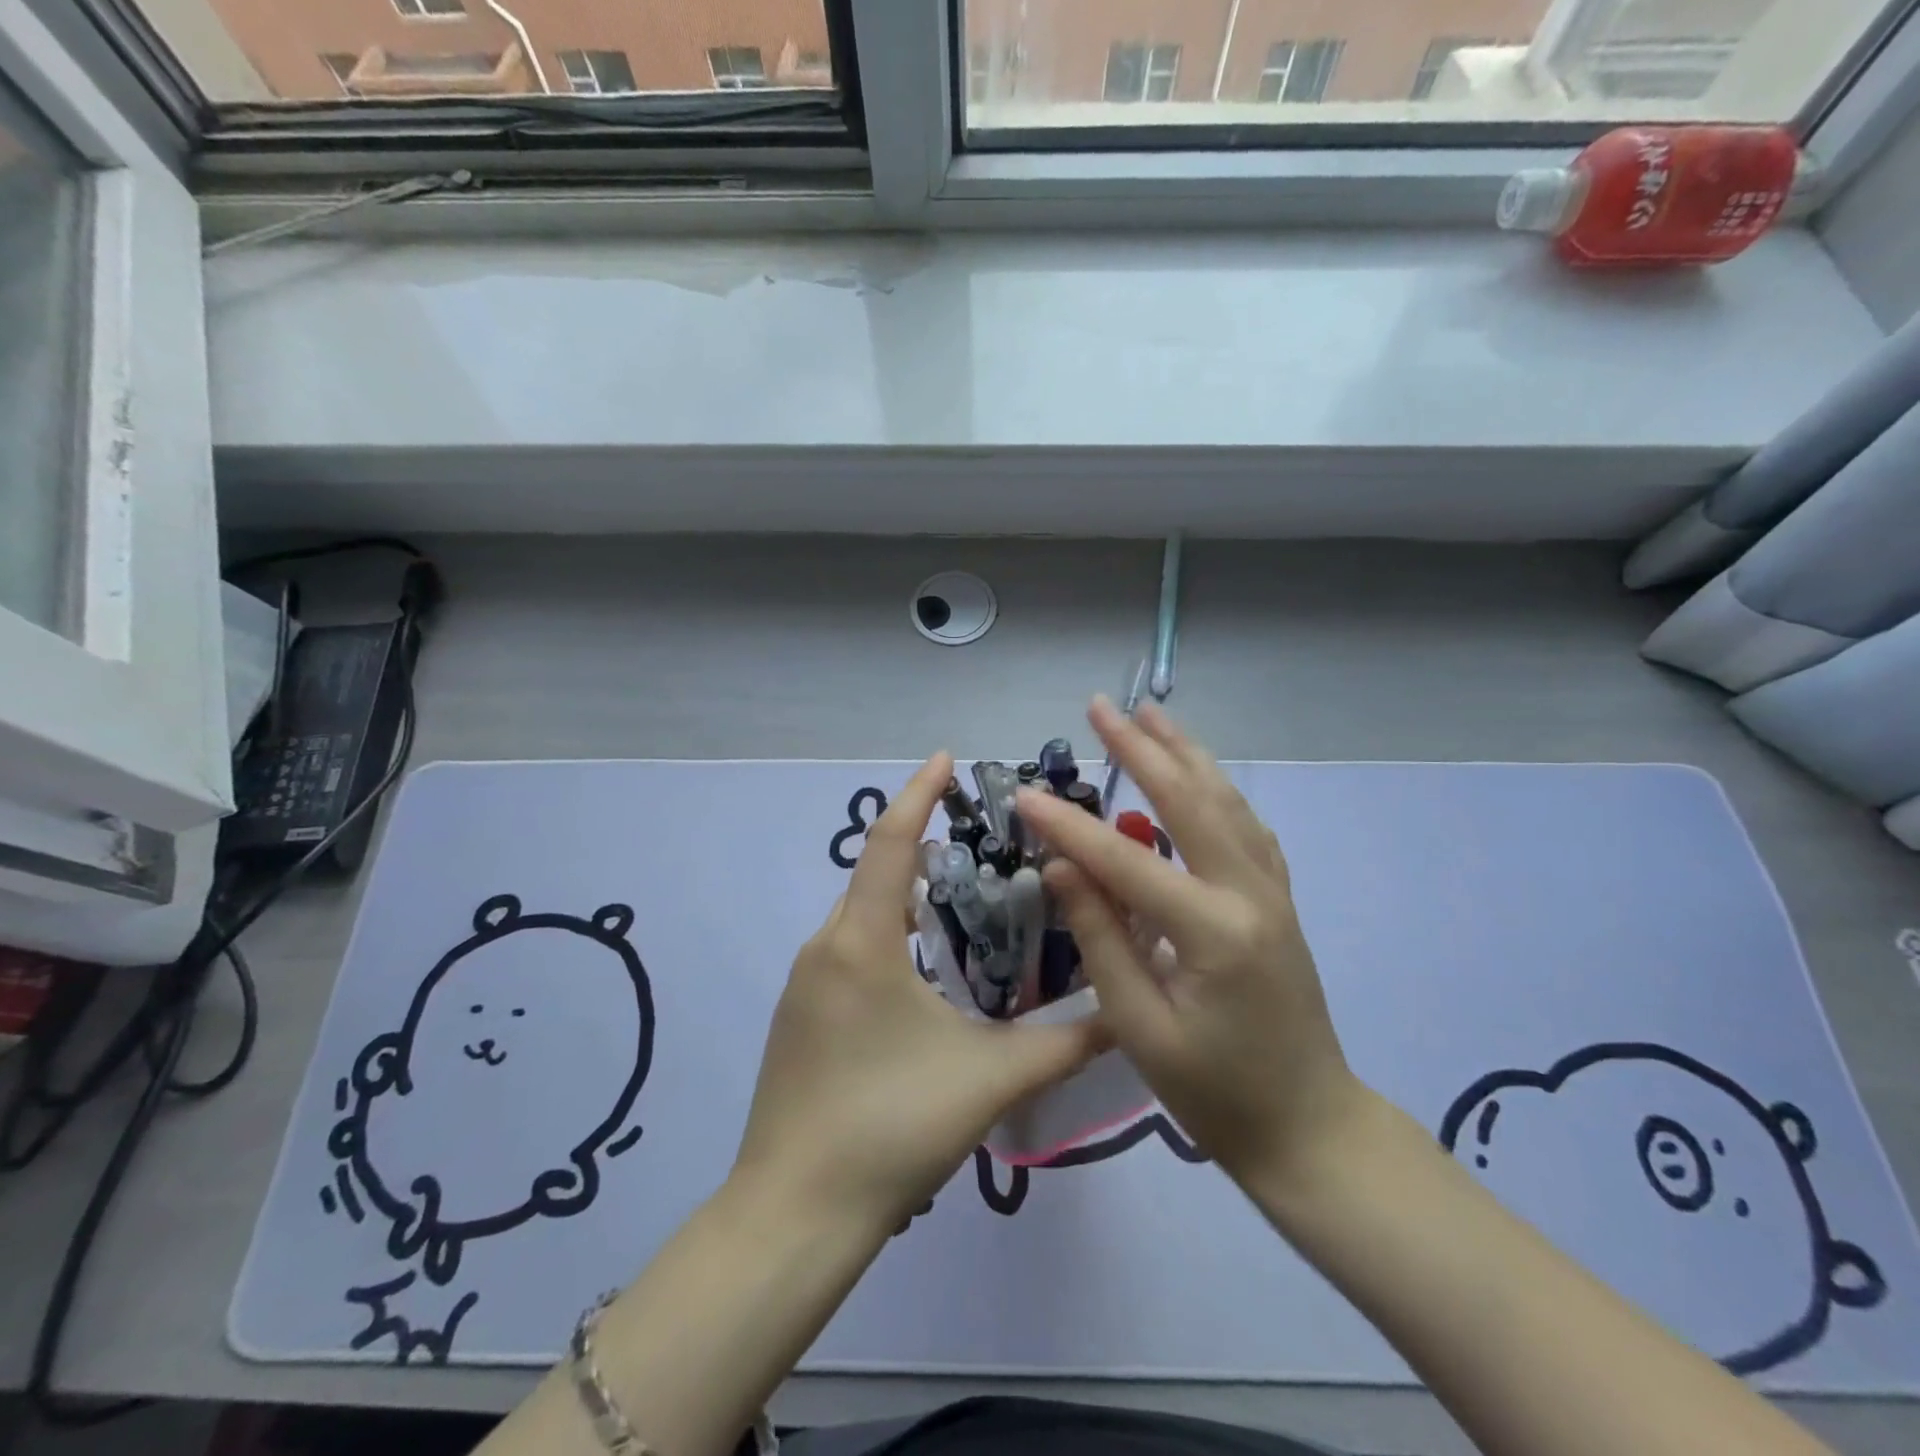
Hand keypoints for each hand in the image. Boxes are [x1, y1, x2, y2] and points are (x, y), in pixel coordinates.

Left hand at [732, 753, 1106, 1231]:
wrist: (794, 1212)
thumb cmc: (890, 1126)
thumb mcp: (989, 1078)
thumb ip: (1064, 1045)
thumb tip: (1124, 1015)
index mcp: (863, 941)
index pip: (892, 842)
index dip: (919, 792)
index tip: (947, 757)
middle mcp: (826, 946)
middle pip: (876, 873)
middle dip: (923, 845)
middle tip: (984, 841)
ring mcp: (805, 981)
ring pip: (862, 913)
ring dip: (907, 894)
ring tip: (966, 897)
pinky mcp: (800, 1014)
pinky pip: (849, 948)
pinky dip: (888, 933)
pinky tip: (926, 967)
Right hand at [1017, 701, 1364, 1190]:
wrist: (1309, 1127)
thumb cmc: (1216, 1092)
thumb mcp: (1141, 1027)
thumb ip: (1102, 938)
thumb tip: (1062, 866)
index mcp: (1213, 930)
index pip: (1126, 860)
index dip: (1070, 826)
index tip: (1024, 792)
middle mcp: (1249, 893)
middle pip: (1190, 800)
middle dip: (1141, 749)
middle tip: (1100, 708)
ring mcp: (1272, 892)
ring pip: (1226, 801)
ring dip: (1185, 753)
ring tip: (1150, 715)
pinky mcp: (1278, 900)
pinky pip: (1246, 827)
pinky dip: (1217, 789)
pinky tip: (1200, 775)